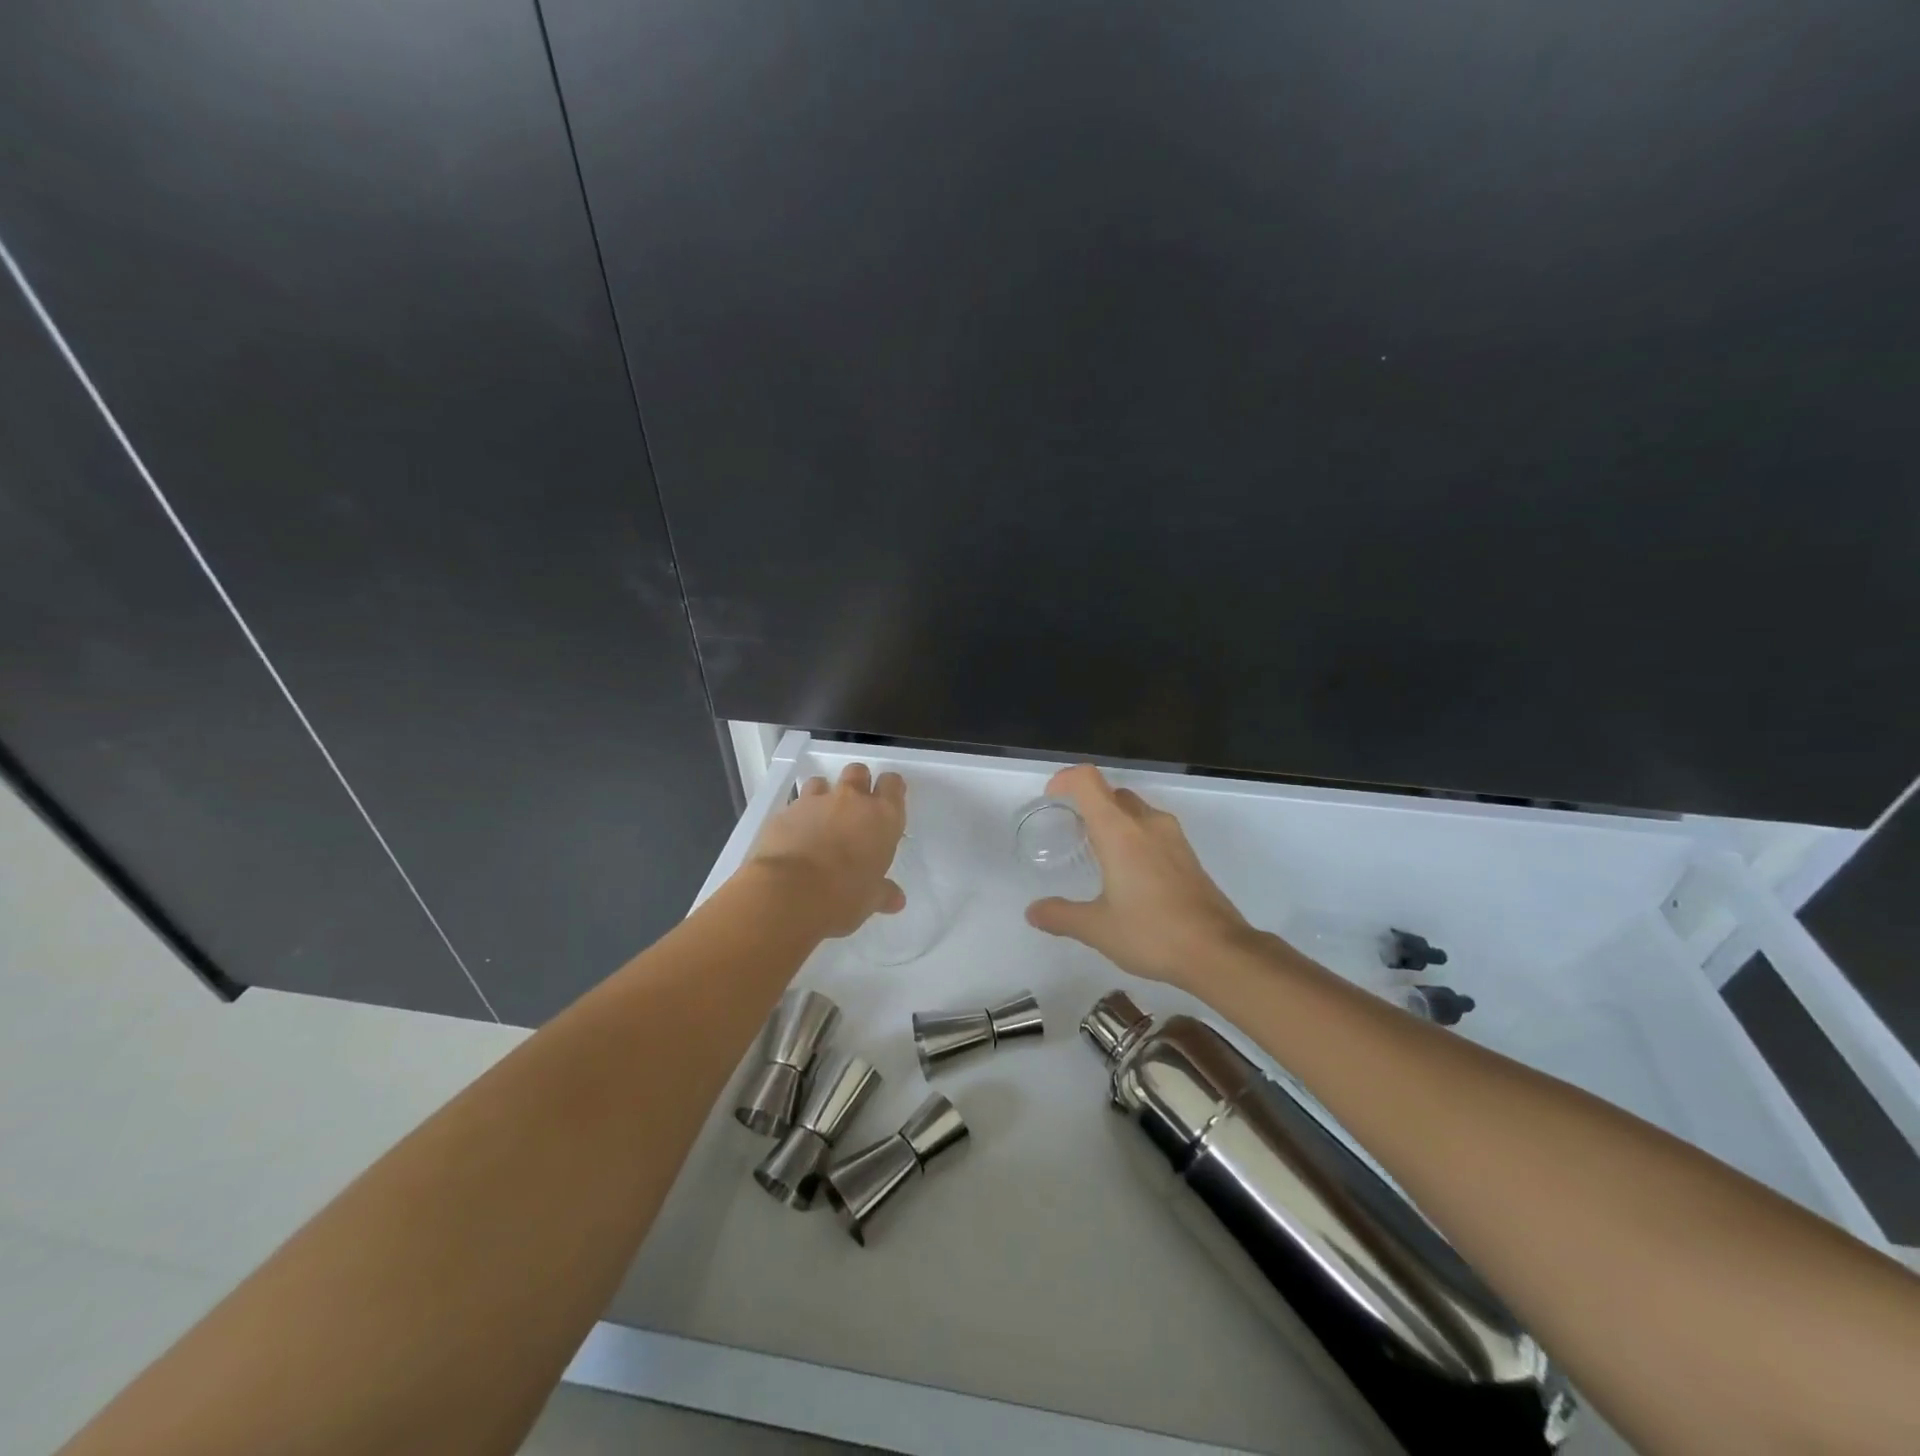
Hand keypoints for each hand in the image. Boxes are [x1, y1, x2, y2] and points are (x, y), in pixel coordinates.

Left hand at [749, 763, 907, 938]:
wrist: (788, 893)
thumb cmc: (843, 896)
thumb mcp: (870, 899)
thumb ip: (883, 892)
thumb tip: (895, 899)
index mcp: (882, 817)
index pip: (893, 784)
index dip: (890, 790)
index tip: (887, 802)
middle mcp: (851, 801)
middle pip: (858, 772)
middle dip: (857, 784)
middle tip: (854, 808)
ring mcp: (815, 802)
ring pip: (822, 782)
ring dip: (823, 796)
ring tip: (820, 820)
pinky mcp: (785, 812)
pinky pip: (795, 806)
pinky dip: (797, 817)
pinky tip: (794, 838)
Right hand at [1025, 764, 1257, 992]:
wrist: (1219, 952)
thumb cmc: (1152, 932)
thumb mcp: (1097, 929)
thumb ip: (1061, 916)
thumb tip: (1033, 912)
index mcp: (1119, 830)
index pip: (1087, 781)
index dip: (1065, 780)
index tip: (1051, 798)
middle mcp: (1147, 823)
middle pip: (1112, 793)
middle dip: (1088, 804)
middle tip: (1072, 833)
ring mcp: (1173, 837)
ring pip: (1135, 810)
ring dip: (1113, 820)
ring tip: (1098, 854)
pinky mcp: (1188, 855)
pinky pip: (1153, 829)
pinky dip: (1134, 837)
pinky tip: (1129, 875)